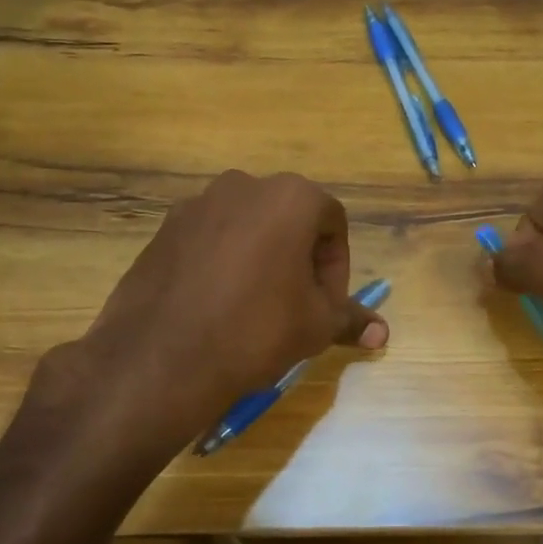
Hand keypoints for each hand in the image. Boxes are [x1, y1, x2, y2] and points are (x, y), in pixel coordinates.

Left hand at [14, 171, 387, 467]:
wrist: (160, 357)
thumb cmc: (255, 331)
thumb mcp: (315, 327)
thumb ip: (351, 319)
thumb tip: (383, 333)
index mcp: (290, 197)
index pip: (333, 222)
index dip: (338, 266)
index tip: (327, 304)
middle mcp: (244, 186)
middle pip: (290, 218)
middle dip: (302, 258)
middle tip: (297, 304)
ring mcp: (197, 204)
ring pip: (248, 226)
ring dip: (263, 257)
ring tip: (256, 306)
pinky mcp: (164, 227)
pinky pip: (210, 238)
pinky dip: (224, 261)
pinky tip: (216, 304)